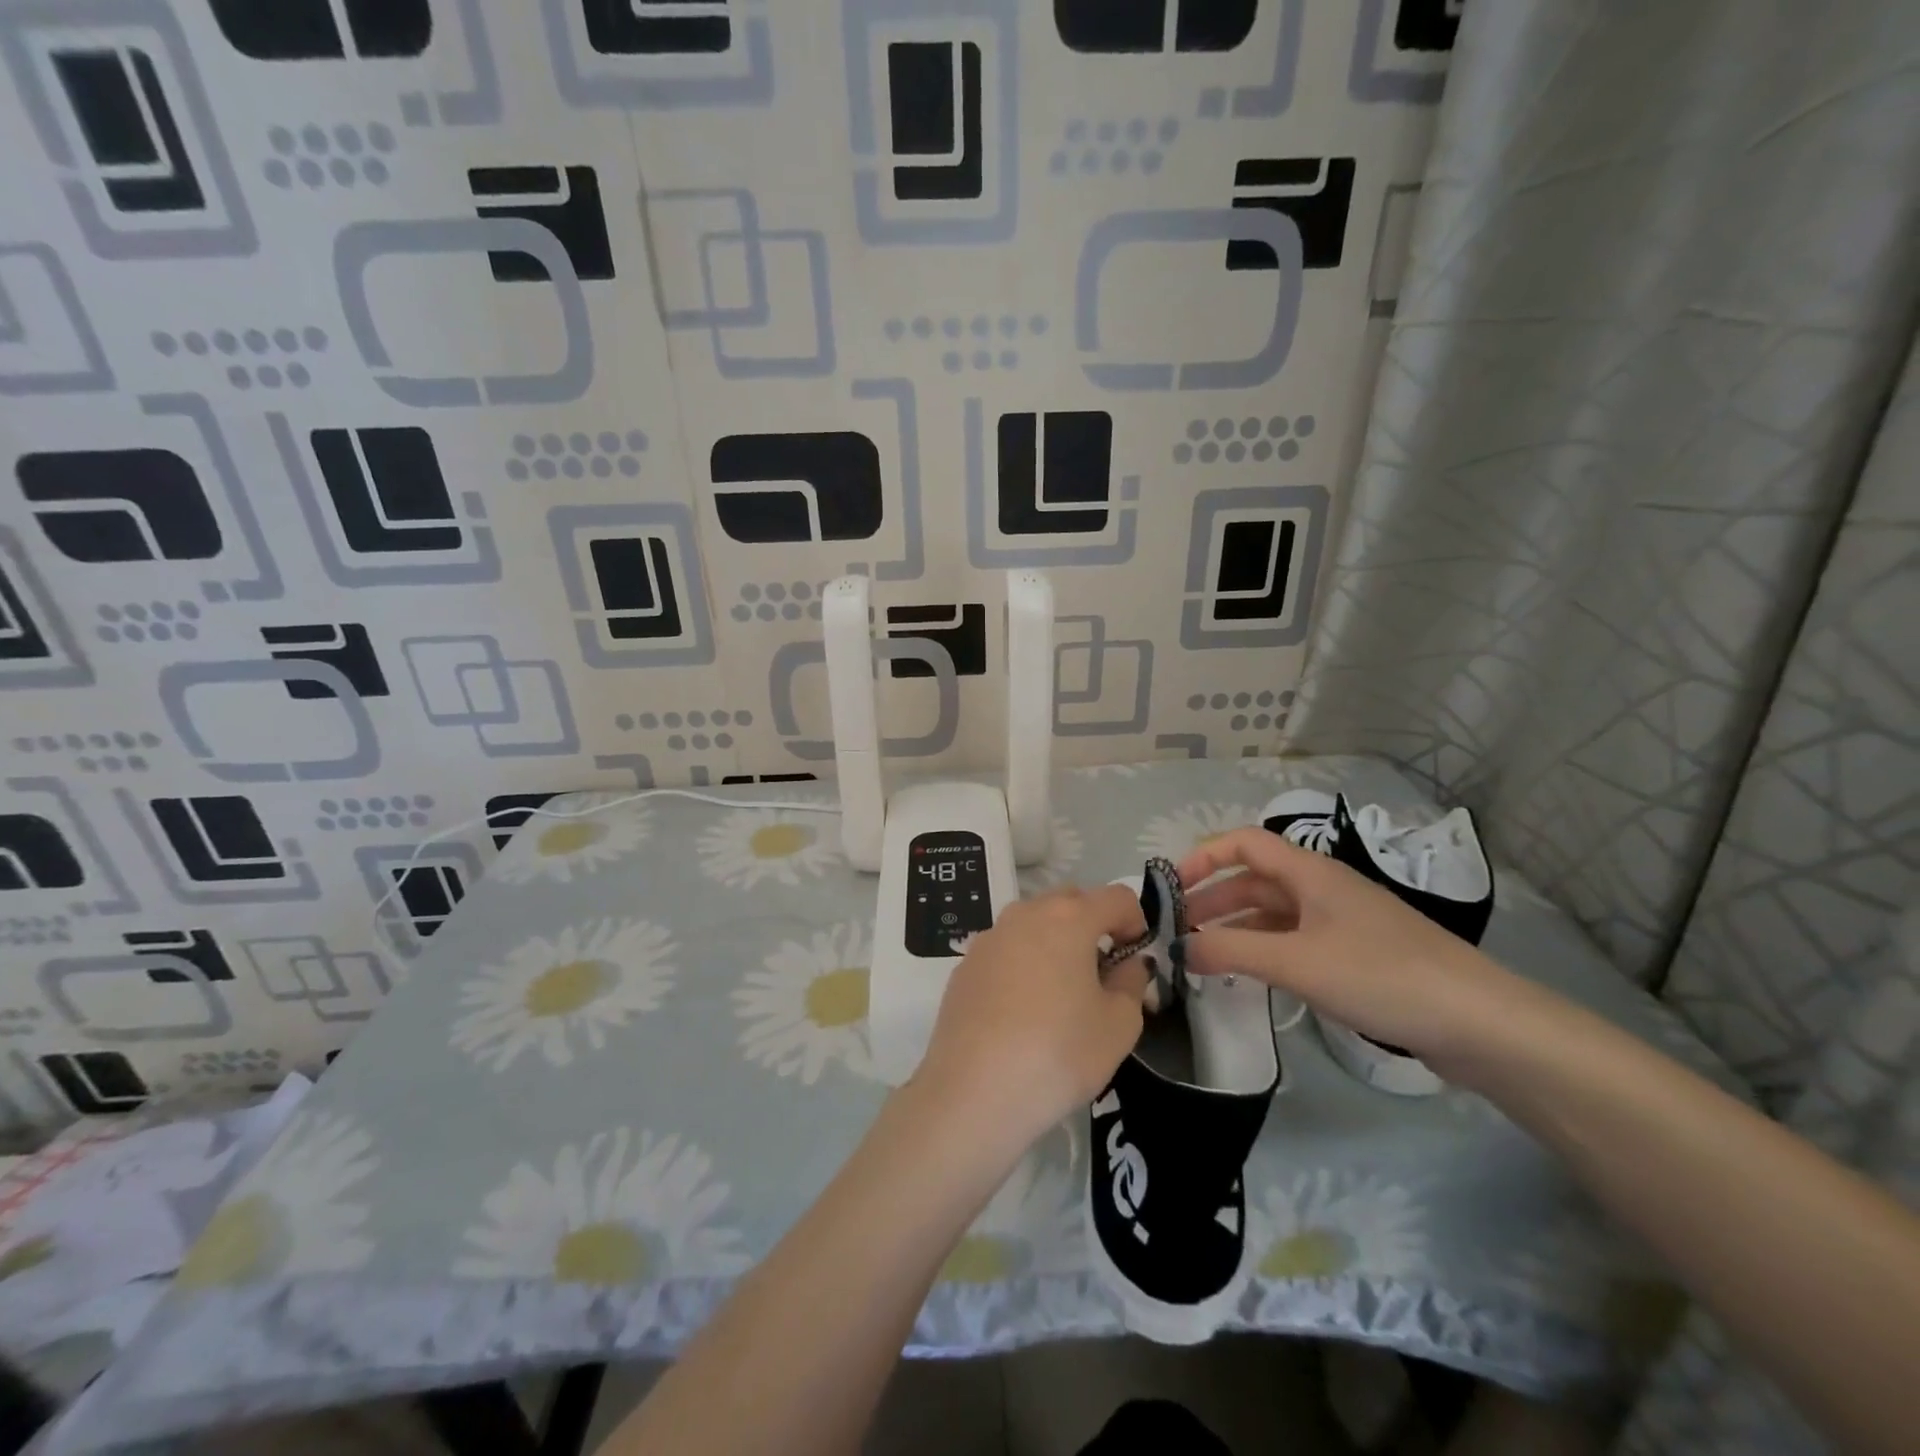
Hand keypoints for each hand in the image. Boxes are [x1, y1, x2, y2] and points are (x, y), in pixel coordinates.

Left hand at [916, 886, 1149, 1145]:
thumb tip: (1128, 964)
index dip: (1136, 921)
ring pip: (1033, 923)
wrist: (973, 1092)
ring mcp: (988, 938)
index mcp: (1068, 918)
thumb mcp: (1119, 1025)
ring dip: (1055, 942)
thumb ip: (1131, 983)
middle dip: (1093, 925)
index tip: (1135, 958)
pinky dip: (1023, 964)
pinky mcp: (964, 966)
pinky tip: (1022, 1011)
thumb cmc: (1059, 1053)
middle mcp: (1024, 914)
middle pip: (1070, 901)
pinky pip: (1005, 950)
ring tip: (1062, 992)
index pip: (1116, 897)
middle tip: (1102, 972)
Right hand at [1174, 828, 1519, 1068]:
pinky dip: (1263, 949)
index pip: (1244, 843)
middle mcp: (1322, 888)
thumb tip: (1178, 948)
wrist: (1479, 1023)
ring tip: (1202, 955)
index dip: (1204, 857)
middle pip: (1255, 879)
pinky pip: (1294, 940)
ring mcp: (1341, 922)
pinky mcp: (1356, 955)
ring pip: (1273, 913)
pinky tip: (1249, 975)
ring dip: (1235, 927)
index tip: (1171, 888)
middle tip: (1177, 929)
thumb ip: (1231, 952)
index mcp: (1310, 873)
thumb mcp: (1297, 962)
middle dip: (1212, 898)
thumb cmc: (1382, 975)